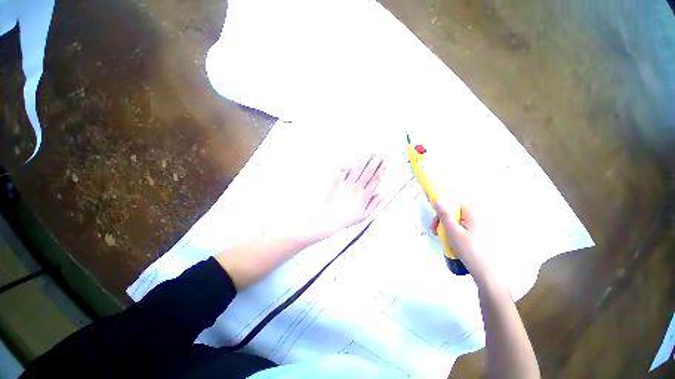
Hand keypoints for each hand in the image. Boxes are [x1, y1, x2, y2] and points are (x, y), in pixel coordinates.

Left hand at [308, 156, 385, 239]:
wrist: (327, 219)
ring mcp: (346, 185)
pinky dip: (347, 164)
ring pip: (357, 169)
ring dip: (363, 160)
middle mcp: (356, 188)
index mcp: (364, 196)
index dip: (381, 171)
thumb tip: (383, 195)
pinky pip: (343, 171)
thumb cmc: (345, 219)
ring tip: (369, 154)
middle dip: (375, 162)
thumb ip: (374, 204)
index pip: (375, 180)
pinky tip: (351, 159)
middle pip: (368, 172)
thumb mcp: (363, 216)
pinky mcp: (336, 183)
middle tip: (379, 155)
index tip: (385, 163)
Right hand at [430, 200, 492, 281]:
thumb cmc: (469, 250)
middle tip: (434, 230)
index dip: (443, 207)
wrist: (486, 272)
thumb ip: (444, 214)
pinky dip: (454, 231)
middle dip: (443, 219)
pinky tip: (450, 240)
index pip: (456, 202)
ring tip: (441, 237)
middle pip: (456, 211)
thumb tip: (437, 199)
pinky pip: (462, 227)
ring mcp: (479, 227)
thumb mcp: (453, 231)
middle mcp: (478, 217)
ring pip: (458, 220)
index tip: (436, 219)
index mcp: (473, 214)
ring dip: (446, 226)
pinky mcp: (479, 235)